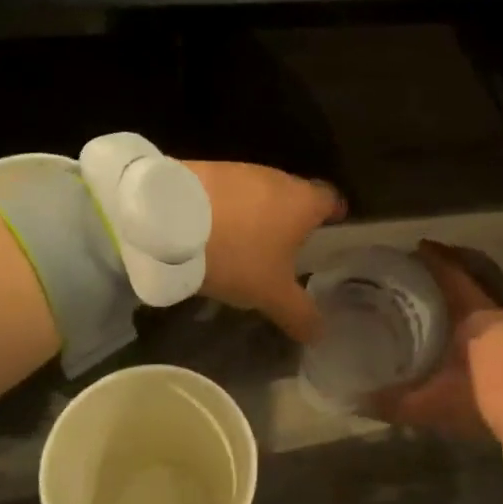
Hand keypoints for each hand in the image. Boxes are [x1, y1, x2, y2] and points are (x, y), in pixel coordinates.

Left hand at [183, 161, 345, 342]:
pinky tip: (212, 234)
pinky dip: (226, 210)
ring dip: (255, 216)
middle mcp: (277, 178)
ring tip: (244, 246)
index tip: (329, 234)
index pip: (332, 200)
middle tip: (285, 251)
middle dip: (291, 221)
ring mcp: (240, 170)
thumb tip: (320, 333)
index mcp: (303, 201)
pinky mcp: (206, 170)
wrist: (168, 219)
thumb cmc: (236, 254)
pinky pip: (226, 193)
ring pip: (259, 194)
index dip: (334, 217)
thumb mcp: (271, 294)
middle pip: (295, 196)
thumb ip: (299, 313)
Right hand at [372, 242, 502, 441]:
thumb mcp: (437, 404)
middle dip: (444, 282)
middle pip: (469, 285)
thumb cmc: (490, 397)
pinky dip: (480, 326)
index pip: (450, 272)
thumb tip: (357, 401)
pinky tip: (468, 344)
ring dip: (464, 306)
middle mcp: (499, 313)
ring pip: (486, 306)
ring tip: (437, 314)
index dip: (432, 258)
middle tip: (417, 283)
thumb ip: (397, 403)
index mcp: (474, 313)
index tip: (413, 249)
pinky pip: (500, 326)